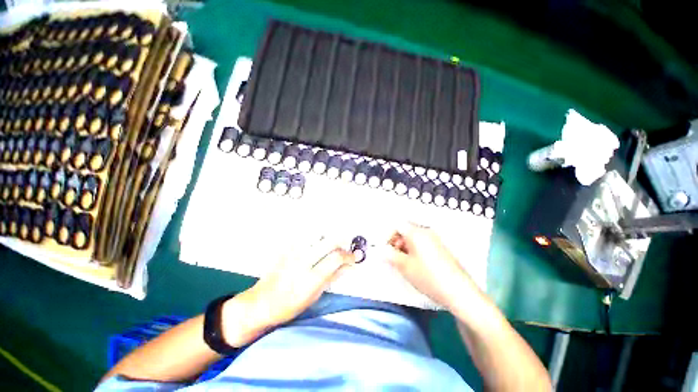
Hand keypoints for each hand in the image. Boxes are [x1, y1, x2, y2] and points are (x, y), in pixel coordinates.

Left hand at [222, 239, 354, 346]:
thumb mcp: (314, 296)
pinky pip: (306, 237)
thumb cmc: (289, 306)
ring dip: (329, 238)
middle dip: (342, 242)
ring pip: (318, 236)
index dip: (349, 255)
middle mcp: (302, 261)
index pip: (336, 258)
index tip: (355, 256)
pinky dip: (316, 238)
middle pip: (329, 242)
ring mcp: (293, 252)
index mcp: (310, 279)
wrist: (261, 302)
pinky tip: (317, 243)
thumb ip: (333, 278)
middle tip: (346, 247)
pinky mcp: (286, 248)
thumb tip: (349, 266)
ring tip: (332, 245)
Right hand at [384, 223, 476, 309]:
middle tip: (394, 256)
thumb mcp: (404, 266)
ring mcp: (435, 239)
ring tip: (404, 262)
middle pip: (406, 230)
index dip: (388, 235)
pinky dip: (414, 250)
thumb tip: (380, 249)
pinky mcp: (440, 248)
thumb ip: (389, 255)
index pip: (397, 225)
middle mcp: (426, 232)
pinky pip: (423, 243)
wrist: (458, 291)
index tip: (385, 248)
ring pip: (414, 237)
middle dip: (396, 241)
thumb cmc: (428, 276)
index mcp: (416, 232)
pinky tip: (416, 264)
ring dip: (405, 246)